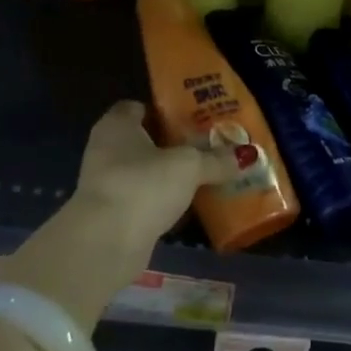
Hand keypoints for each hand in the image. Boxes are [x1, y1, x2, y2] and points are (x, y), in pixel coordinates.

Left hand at [70, 100, 238, 264]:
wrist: (105, 243)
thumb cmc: (143, 185)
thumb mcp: (188, 167)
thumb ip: (215, 160)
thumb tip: (246, 156)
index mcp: (117, 125)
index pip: (138, 107)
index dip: (164, 110)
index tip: (192, 118)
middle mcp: (105, 149)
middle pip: (144, 140)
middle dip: (173, 145)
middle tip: (206, 146)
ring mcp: (106, 184)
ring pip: (144, 172)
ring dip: (168, 176)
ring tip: (203, 176)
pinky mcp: (110, 215)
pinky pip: (142, 200)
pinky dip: (161, 202)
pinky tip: (187, 207)